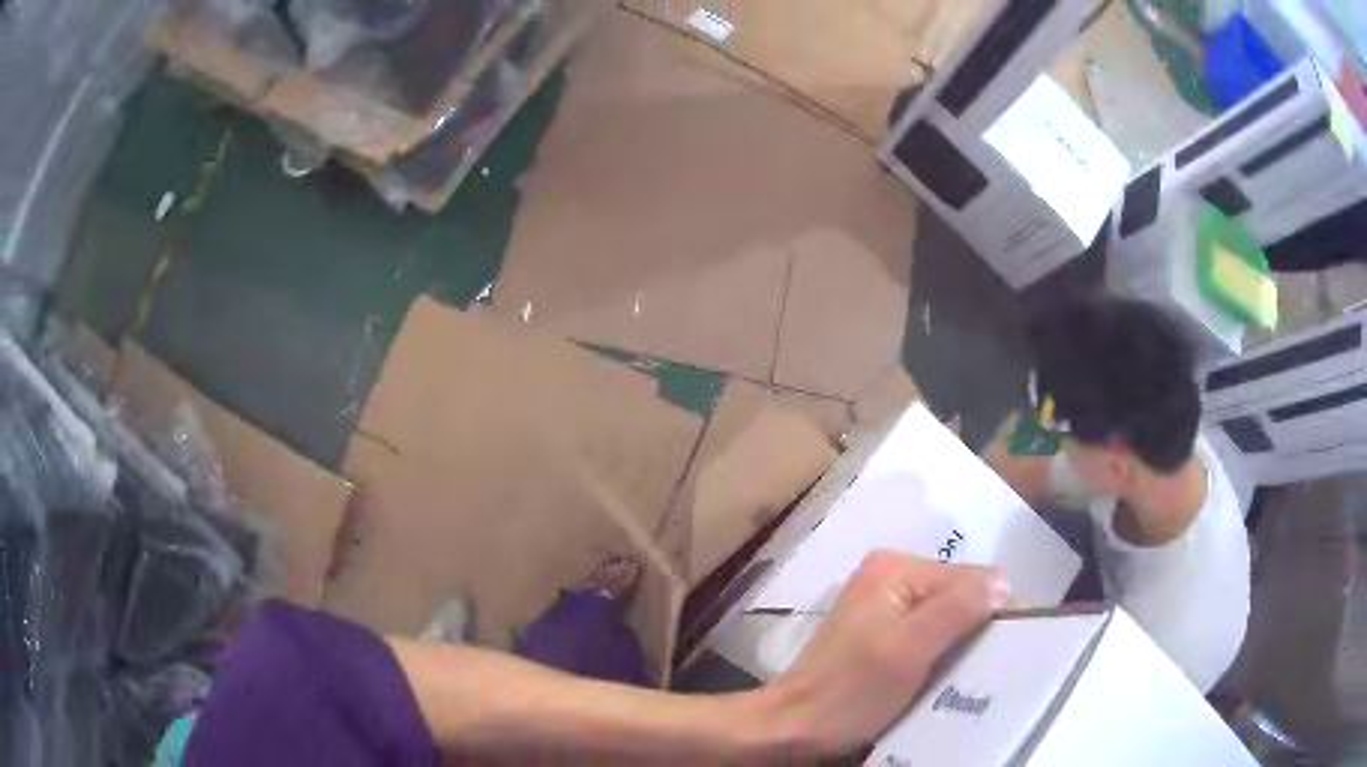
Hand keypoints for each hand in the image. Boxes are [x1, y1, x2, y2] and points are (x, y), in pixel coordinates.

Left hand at [761, 552, 1009, 755]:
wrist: (791, 730)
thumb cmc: (849, 692)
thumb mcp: (908, 649)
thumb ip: (956, 610)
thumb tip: (1004, 581)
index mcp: (896, 568)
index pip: (972, 577)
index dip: (994, 612)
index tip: (1005, 653)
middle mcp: (891, 579)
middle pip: (960, 598)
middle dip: (977, 631)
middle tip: (985, 670)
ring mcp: (884, 610)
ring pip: (947, 622)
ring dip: (961, 649)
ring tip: (968, 679)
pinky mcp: (880, 639)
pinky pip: (929, 640)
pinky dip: (941, 659)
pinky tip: (943, 682)